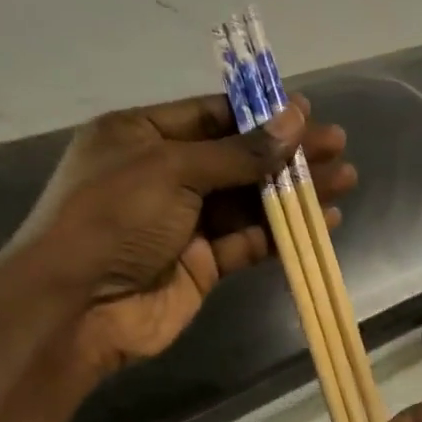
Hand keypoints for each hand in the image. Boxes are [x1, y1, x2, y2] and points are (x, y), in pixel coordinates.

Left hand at [1, 94, 355, 373]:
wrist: (77, 308)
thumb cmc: (114, 218)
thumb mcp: (172, 170)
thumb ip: (239, 152)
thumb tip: (296, 118)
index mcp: (141, 136)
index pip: (211, 116)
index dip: (259, 114)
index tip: (306, 113)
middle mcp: (163, 175)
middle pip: (237, 157)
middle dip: (287, 152)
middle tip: (337, 145)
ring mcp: (183, 222)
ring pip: (249, 200)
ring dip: (294, 191)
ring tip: (344, 180)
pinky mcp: (202, 264)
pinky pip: (248, 240)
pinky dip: (283, 232)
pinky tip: (322, 221)